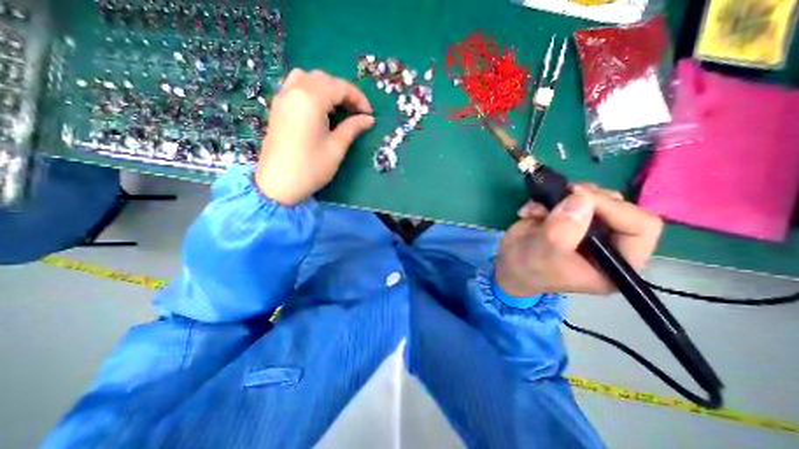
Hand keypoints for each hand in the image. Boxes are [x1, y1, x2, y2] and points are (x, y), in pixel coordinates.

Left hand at [260, 68, 378, 204]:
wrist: (278, 184)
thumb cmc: (311, 168)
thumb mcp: (336, 148)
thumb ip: (352, 128)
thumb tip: (368, 119)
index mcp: (310, 100)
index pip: (339, 87)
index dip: (358, 98)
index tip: (369, 114)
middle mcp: (294, 91)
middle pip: (324, 79)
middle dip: (344, 92)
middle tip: (356, 112)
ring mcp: (283, 98)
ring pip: (308, 78)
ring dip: (327, 88)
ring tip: (338, 108)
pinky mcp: (278, 107)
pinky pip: (296, 86)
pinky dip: (312, 91)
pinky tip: (320, 109)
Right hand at [497, 185, 661, 295]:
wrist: (508, 265)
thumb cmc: (528, 268)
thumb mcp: (544, 253)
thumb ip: (563, 229)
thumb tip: (581, 197)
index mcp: (616, 262)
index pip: (640, 227)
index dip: (613, 208)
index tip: (578, 198)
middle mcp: (609, 243)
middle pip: (618, 206)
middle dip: (585, 198)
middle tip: (560, 196)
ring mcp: (589, 228)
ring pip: (593, 197)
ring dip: (562, 197)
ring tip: (537, 209)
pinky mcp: (570, 217)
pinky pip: (569, 196)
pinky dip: (547, 198)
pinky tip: (531, 211)